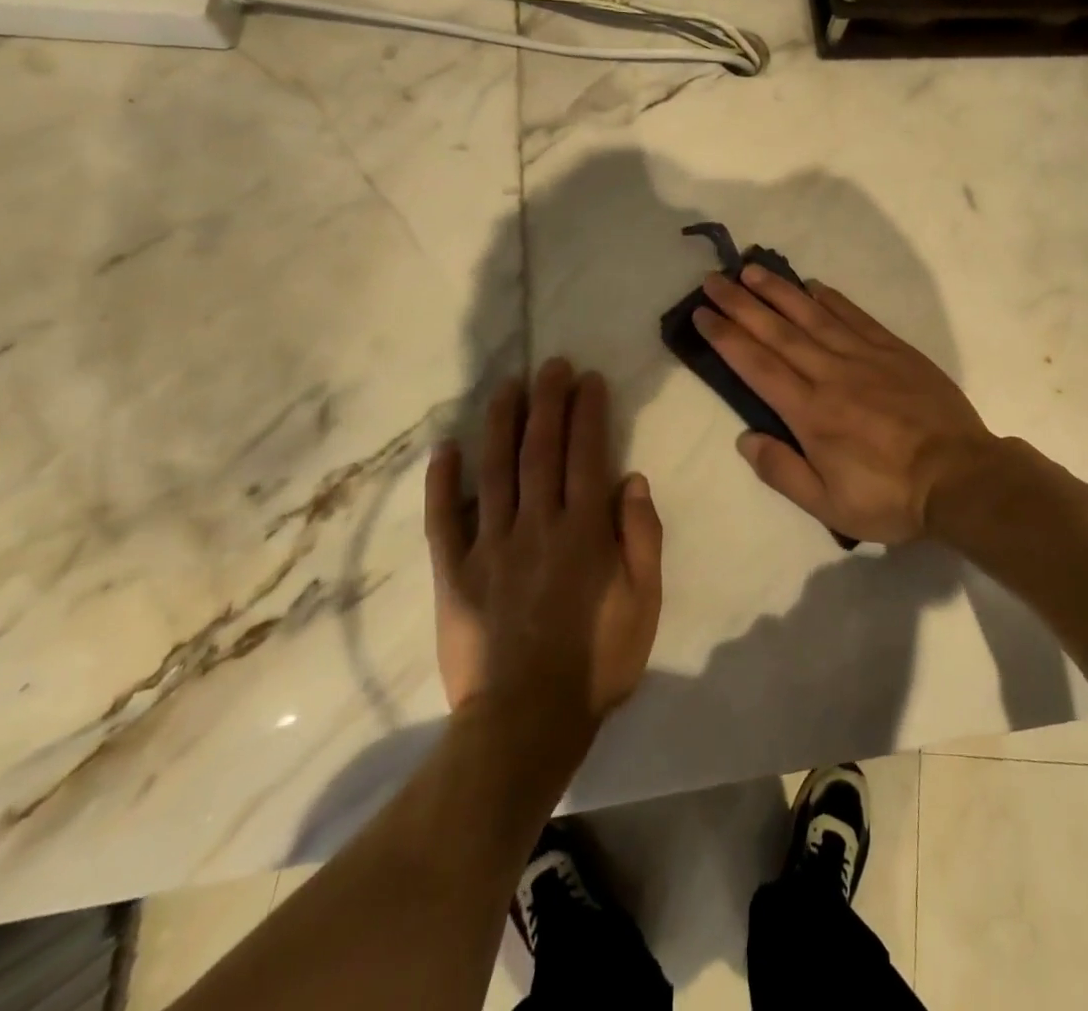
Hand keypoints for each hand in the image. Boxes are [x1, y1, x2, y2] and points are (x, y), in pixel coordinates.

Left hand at [423, 359, 662, 740]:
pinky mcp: (453, 573)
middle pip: (541, 450)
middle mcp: (536, 525)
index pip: (587, 454)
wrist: (524, 723)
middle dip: (547, 402)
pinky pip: (443, 519)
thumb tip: (631, 479)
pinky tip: (444, 448)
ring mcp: (489, 546)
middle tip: (550, 365)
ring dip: (501, 423)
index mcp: (584, 531)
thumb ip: (641, 537)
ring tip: (507, 387)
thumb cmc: (596, 662)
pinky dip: (442, 482)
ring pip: (494, 470)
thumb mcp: (644, 603)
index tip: (588, 379)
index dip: (588, 412)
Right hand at [694, 267, 997, 544]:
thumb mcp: (829, 505)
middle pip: (778, 332)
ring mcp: (866, 358)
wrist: (961, 477)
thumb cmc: (891, 497)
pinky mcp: (896, 351)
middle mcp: (832, 375)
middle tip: (714, 280)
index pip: (757, 366)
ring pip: (813, 316)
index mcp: (811, 413)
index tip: (702, 314)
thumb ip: (782, 471)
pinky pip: (857, 317)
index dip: (726, 337)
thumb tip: (745, 438)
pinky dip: (832, 299)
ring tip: (752, 271)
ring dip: (780, 292)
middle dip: (741, 304)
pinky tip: (814, 286)